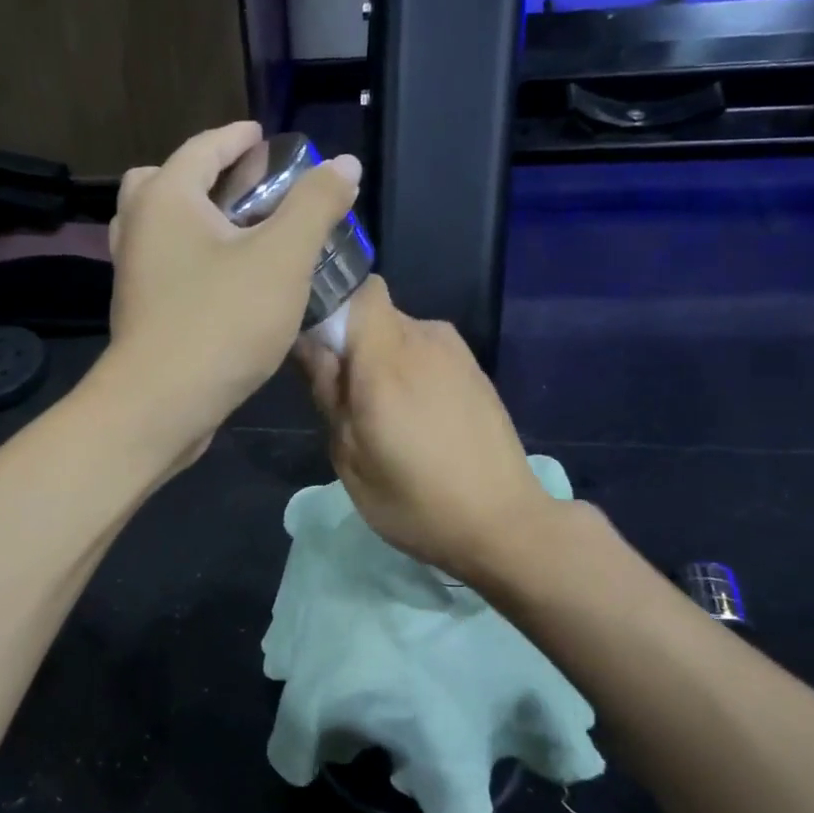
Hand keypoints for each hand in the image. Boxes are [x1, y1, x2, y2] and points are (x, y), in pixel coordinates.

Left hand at [101, 121, 360, 464]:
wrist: (161, 404)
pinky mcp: (140, 312)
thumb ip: (315, 205)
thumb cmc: (221, 322)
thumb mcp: (282, 258)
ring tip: (241, 233)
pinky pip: (165, 266)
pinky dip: (191, 257)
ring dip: (195, 220)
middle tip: (244, 186)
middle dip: (205, 176)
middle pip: (165, 182)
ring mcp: (133, 274)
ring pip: (160, 228)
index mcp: (166, 199)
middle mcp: (138, 228)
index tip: (264, 137)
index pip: (202, 148)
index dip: (237, 138)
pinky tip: (227, 281)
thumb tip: (345, 163)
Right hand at [298, 276, 549, 580]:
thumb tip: (309, 345)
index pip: (358, 289)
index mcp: (387, 358)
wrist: (504, 523)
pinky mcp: (476, 372)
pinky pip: (427, 354)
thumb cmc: (414, 501)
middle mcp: (425, 339)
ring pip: (401, 335)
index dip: (332, 305)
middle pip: (375, 314)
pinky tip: (418, 422)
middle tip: (345, 401)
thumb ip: (328, 392)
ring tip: (383, 418)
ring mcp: (457, 353)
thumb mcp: (350, 457)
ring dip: (382, 362)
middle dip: (352, 345)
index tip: (316, 345)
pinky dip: (411, 373)